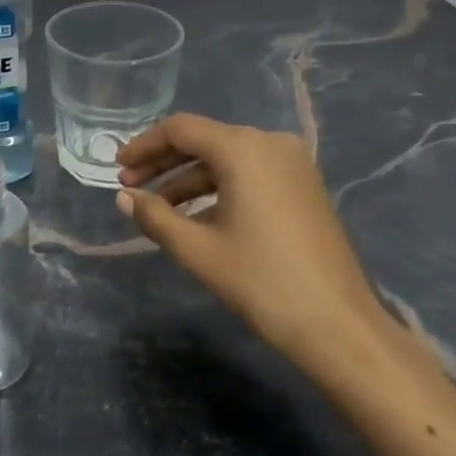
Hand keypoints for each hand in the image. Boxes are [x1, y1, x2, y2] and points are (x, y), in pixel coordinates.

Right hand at [116, 115, 407, 381]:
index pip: (181, 129)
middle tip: (129, 186)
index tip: (117, 167)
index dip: (144, 145)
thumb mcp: (199, 251)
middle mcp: (269, 142)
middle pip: (205, 140)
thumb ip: (155, 217)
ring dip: (190, 178)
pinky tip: (197, 215)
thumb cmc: (262, 282)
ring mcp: (292, 163)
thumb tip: (123, 197)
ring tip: (157, 206)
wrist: (338, 325)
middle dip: (164, 162)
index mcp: (243, 148)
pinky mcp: (304, 185)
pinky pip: (250, 173)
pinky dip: (219, 187)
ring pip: (228, 158)